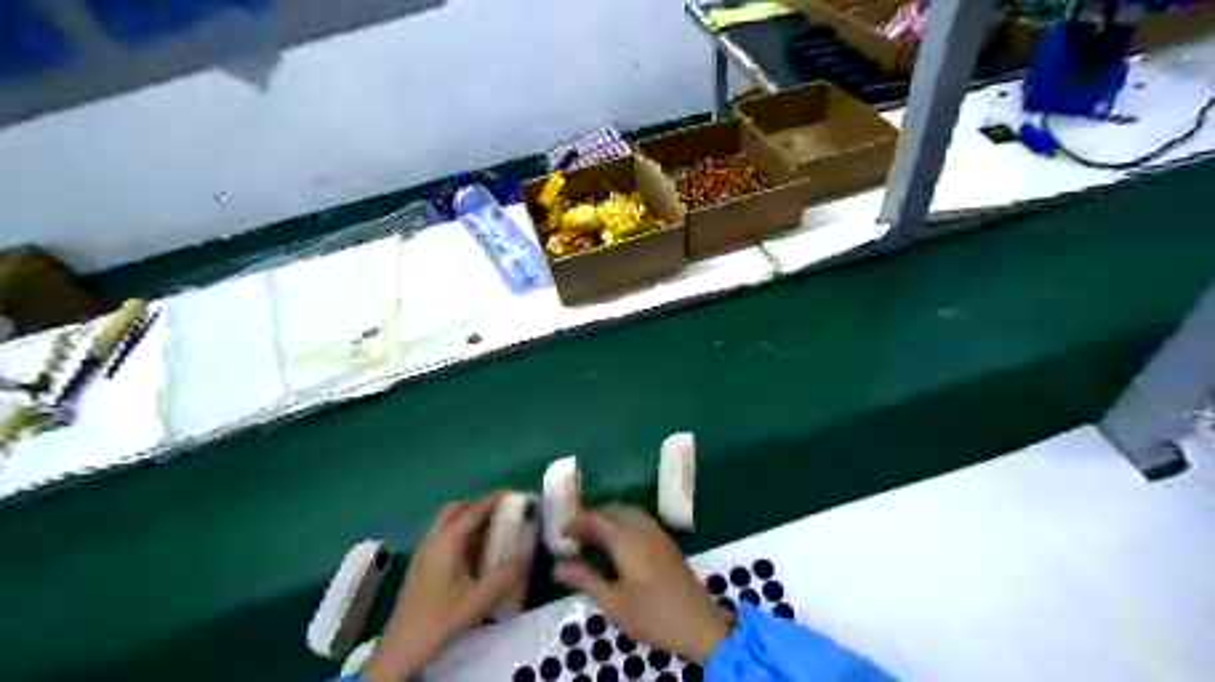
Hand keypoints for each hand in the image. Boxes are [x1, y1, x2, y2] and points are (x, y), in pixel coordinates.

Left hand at [364, 492, 525, 679]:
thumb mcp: (478, 600)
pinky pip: (443, 537)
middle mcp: (433, 540)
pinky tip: (475, 553)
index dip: (494, 499)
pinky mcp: (421, 566)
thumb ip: (505, 575)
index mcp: (447, 542)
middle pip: (455, 510)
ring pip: (446, 523)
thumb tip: (526, 553)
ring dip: (468, 519)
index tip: (514, 493)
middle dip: (478, 505)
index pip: (473, 510)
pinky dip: (461, 534)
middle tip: (502, 511)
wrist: (401, 649)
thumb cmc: (439, 620)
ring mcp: (424, 553)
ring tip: (493, 529)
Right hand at [554, 506, 730, 660]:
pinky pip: (639, 519)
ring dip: (608, 518)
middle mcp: (642, 528)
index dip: (575, 522)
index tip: (560, 536)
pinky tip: (618, 543)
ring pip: (627, 512)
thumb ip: (585, 580)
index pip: (595, 518)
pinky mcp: (666, 541)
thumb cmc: (652, 615)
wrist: (699, 623)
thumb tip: (557, 566)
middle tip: (575, 537)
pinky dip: (623, 522)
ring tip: (593, 539)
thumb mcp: (613, 603)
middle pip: (612, 510)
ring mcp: (657, 533)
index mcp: (626, 540)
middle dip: (591, 517)